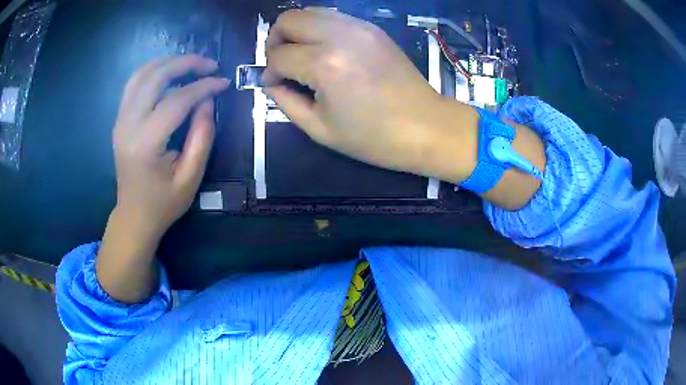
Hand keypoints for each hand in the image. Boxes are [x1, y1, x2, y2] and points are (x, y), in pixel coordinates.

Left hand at [112, 55, 230, 239]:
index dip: (203, 87)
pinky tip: (169, 72)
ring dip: (167, 62)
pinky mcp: (120, 120)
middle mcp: (128, 126)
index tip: (223, 82)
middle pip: (155, 77)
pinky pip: (134, 84)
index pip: (176, 101)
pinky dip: (153, 71)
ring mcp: (120, 121)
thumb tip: (207, 101)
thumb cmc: (163, 203)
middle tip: (209, 64)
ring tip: (191, 64)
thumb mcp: (191, 178)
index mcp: (146, 144)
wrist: (134, 216)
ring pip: (141, 74)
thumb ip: (202, 137)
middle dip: (185, 63)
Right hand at [264, 9, 477, 179]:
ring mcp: (359, 27)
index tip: (273, 84)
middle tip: (281, 63)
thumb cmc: (374, 137)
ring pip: (310, 11)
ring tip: (301, 55)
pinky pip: (333, 17)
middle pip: (289, 19)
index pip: (279, 56)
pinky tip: (324, 50)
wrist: (426, 126)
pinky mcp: (372, 28)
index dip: (269, 71)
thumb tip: (272, 83)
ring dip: (297, 31)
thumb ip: (286, 102)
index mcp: (324, 65)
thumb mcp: (321, 129)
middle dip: (275, 40)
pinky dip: (319, 28)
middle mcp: (339, 36)